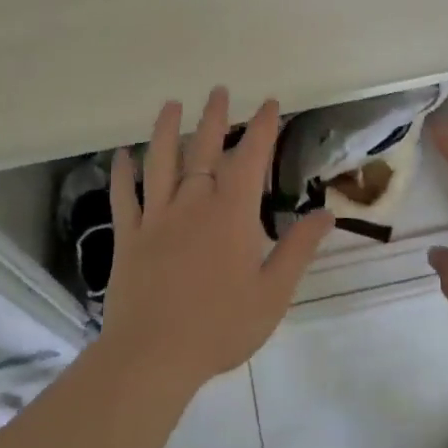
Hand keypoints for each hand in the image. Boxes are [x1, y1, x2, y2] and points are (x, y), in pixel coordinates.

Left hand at [94, 89, 333, 396]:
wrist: (153, 356)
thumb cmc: (220, 327)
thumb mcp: (273, 293)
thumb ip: (298, 249)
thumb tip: (326, 213)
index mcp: (231, 214)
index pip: (250, 159)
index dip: (262, 128)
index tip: (270, 104)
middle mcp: (193, 204)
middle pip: (203, 150)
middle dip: (215, 118)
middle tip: (220, 90)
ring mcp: (156, 218)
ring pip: (160, 163)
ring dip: (165, 131)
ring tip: (170, 105)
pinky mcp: (128, 237)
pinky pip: (124, 198)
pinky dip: (122, 174)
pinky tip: (120, 155)